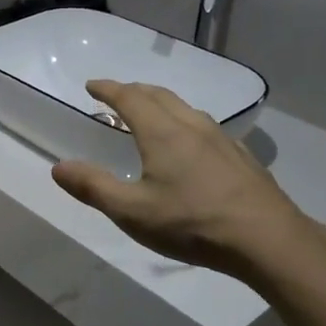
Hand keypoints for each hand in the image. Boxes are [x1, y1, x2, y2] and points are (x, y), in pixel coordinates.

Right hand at [50, 80, 325, 286]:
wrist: (267, 240)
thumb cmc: (192, 223)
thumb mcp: (132, 212)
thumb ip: (93, 187)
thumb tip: (58, 167)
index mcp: (162, 133)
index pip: (129, 98)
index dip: (108, 89)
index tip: (92, 85)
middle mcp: (192, 126)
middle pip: (159, 95)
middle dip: (134, 91)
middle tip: (116, 96)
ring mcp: (221, 140)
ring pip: (185, 108)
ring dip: (161, 104)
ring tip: (150, 115)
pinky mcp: (240, 157)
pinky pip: (204, 126)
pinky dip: (184, 122)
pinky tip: (190, 145)